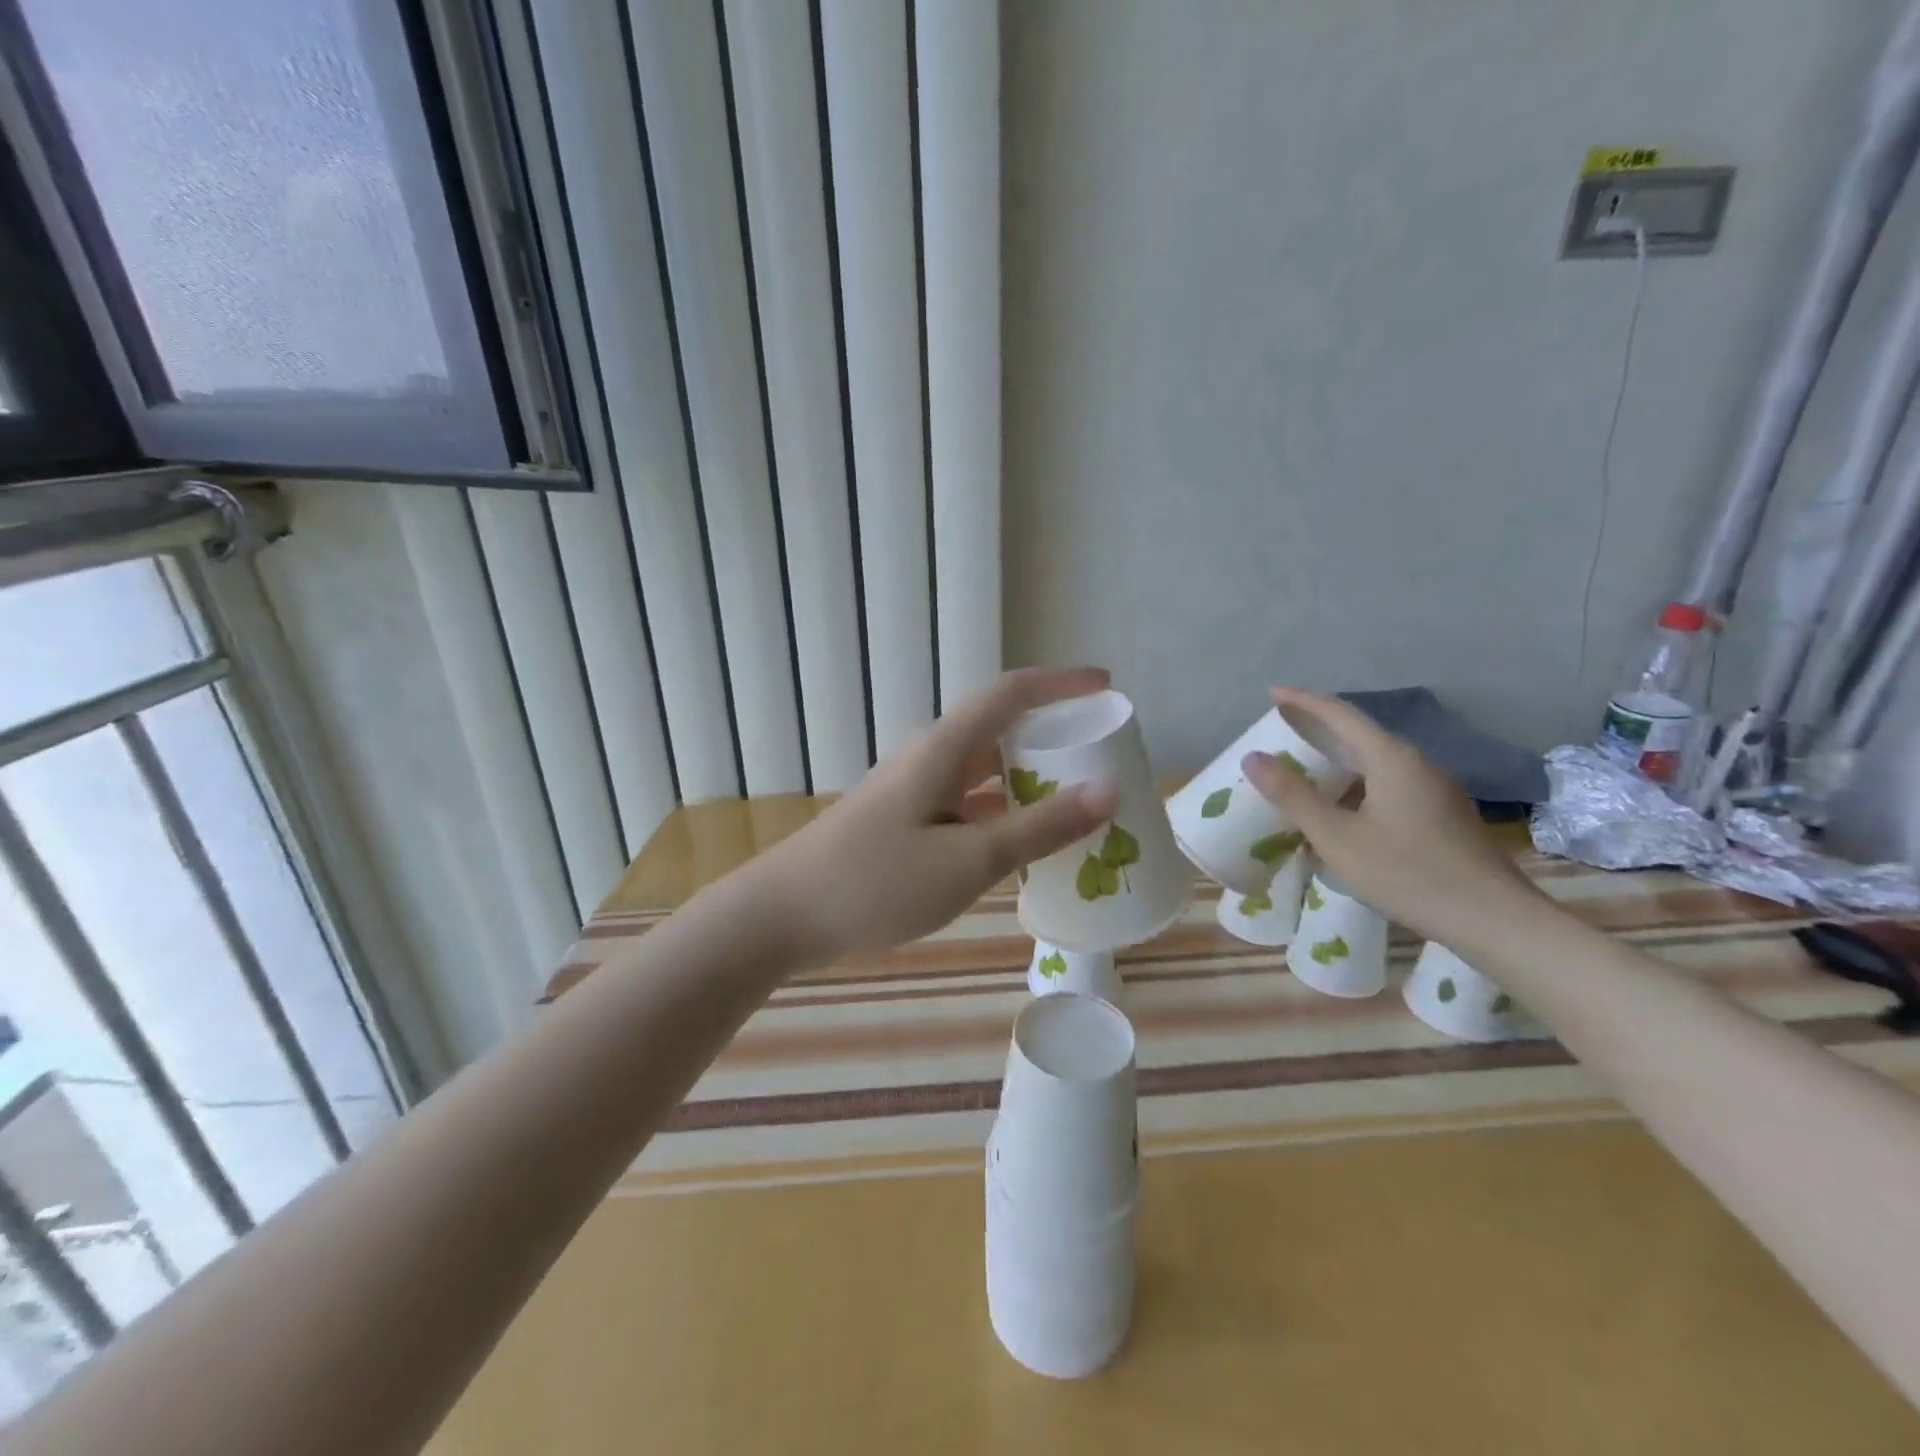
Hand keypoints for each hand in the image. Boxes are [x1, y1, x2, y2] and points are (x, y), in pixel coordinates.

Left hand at [747, 668, 1120, 962]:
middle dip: (1052, 736)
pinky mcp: (905, 823)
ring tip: (1077, 803)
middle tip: (1101, 756)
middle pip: (1001, 730)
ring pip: (984, 773)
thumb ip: (1039, 827)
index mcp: (944, 748)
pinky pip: (967, 806)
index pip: (1012, 693)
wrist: (783, 916)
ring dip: (1029, 781)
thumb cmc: (877, 882)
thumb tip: (1107, 791)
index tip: (1107, 687)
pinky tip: (1024, 846)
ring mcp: (914, 791)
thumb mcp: (968, 859)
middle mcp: (930, 758)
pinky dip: (1002, 816)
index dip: (1062, 684)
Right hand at [1242, 688, 1541, 942]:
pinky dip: (1357, 785)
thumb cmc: (1407, 873)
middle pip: (1360, 735)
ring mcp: (1435, 789)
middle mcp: (1417, 764)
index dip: (1303, 702)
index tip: (1273, 694)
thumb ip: (1294, 796)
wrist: (1492, 919)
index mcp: (1391, 759)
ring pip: (1375, 763)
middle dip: (1319, 731)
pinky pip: (1389, 785)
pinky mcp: (1442, 814)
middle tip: (1283, 735)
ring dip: (1338, 762)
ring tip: (1304, 774)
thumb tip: (1253, 757)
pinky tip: (1343, 811)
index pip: (1340, 714)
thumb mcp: (1338, 837)